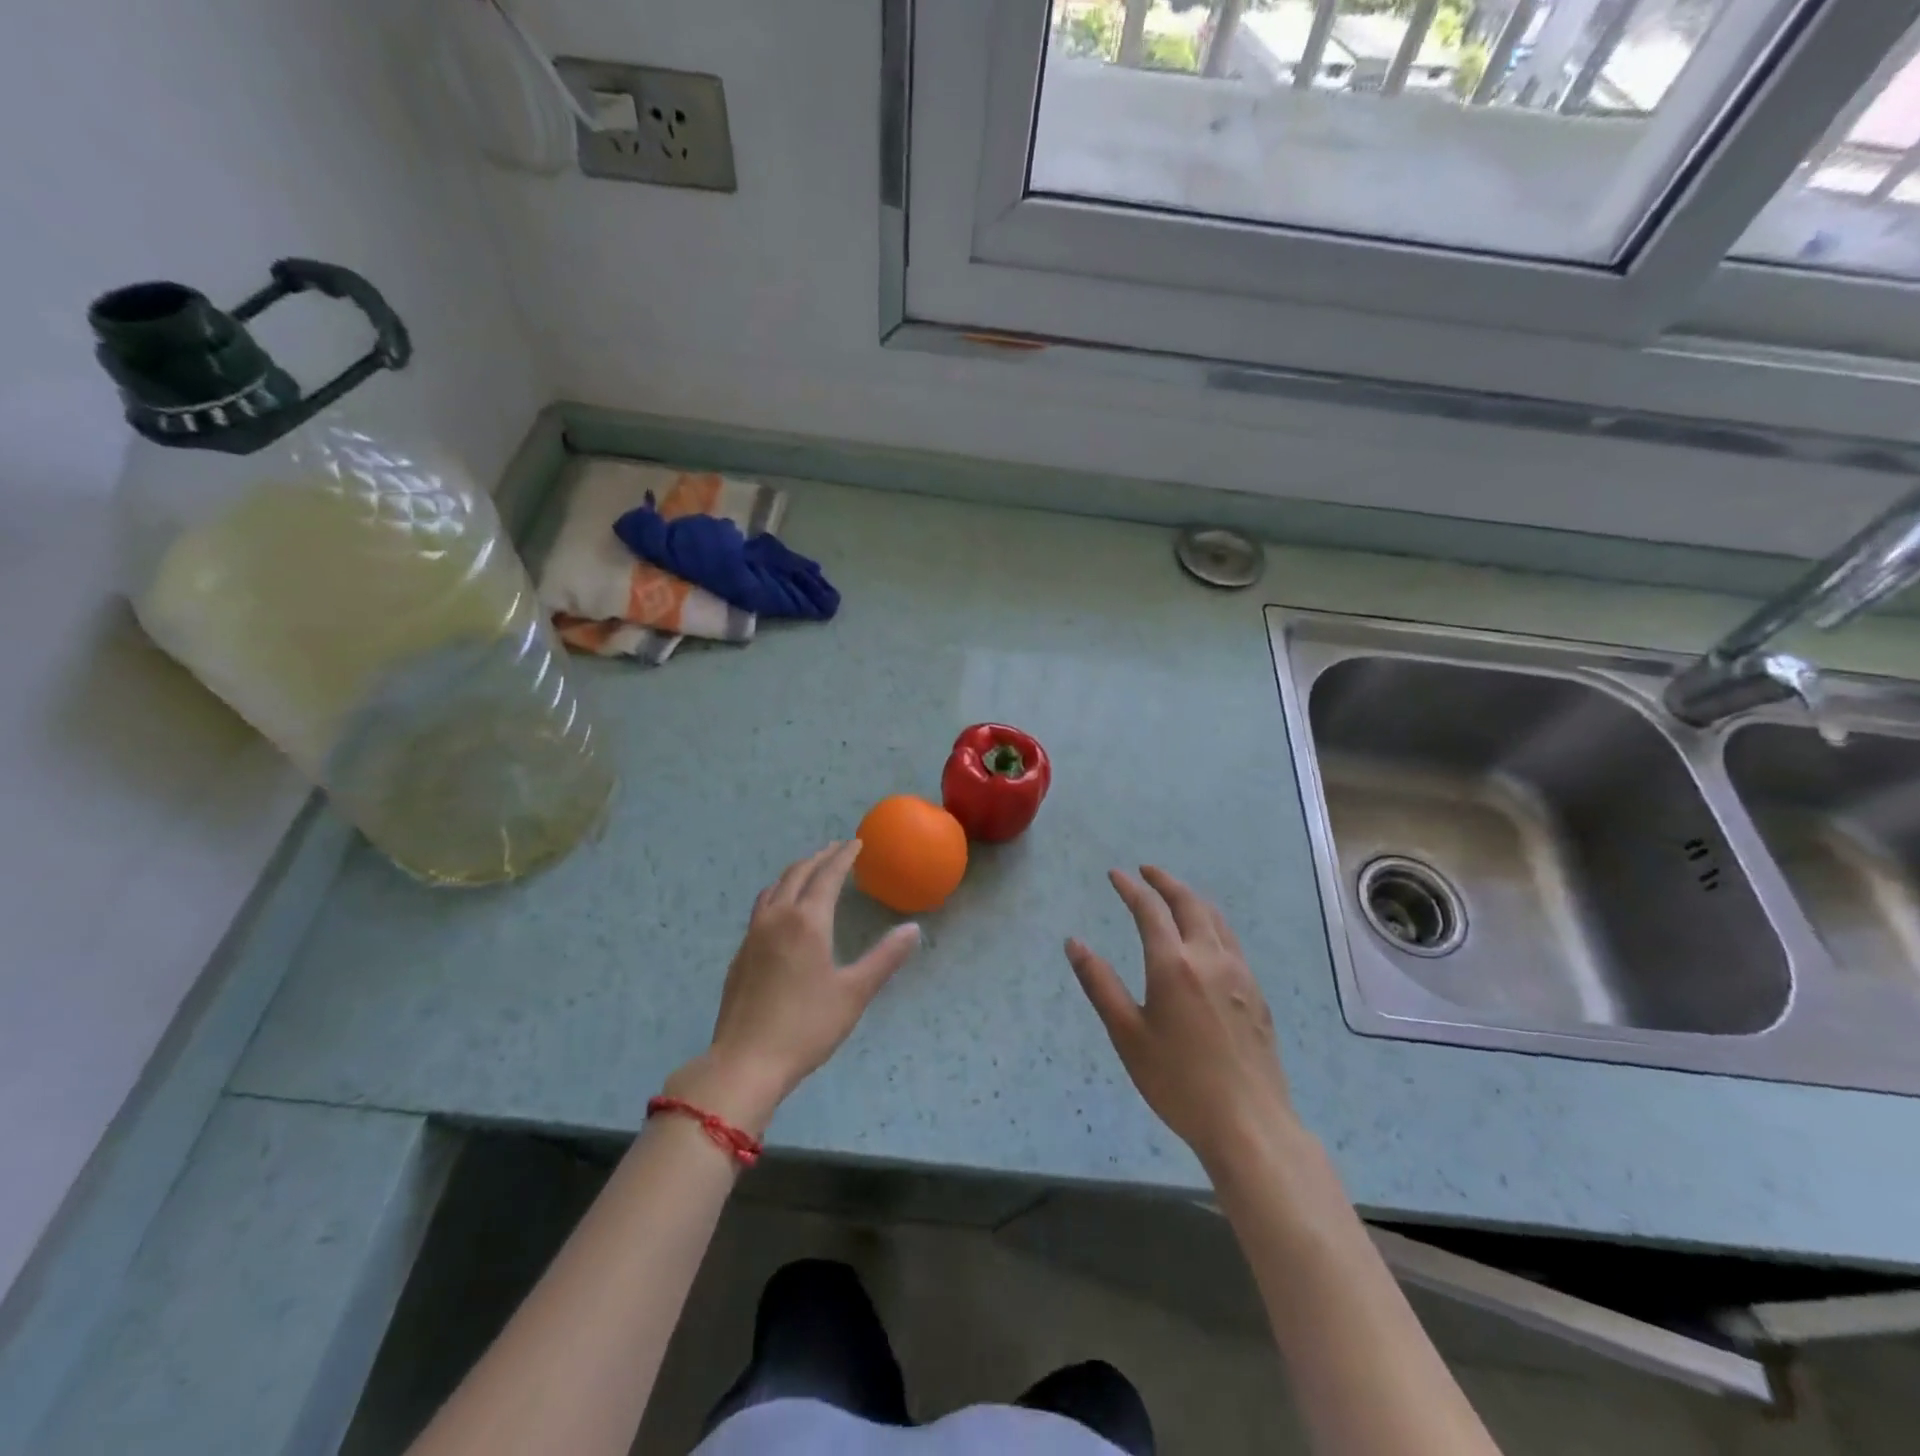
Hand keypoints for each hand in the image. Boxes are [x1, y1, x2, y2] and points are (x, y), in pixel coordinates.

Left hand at [667, 841, 921, 1134]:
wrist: (745, 1062)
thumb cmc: (807, 1027)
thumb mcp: (855, 993)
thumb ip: (885, 958)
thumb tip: (913, 929)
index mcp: (807, 921)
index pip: (828, 876)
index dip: (843, 857)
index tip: (856, 843)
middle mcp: (777, 918)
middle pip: (798, 874)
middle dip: (819, 857)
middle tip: (837, 848)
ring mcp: (753, 935)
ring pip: (775, 888)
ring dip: (795, 872)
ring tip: (810, 869)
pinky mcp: (741, 954)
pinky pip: (761, 907)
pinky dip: (778, 892)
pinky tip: (782, 909)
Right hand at [1066, 867, 1293, 1174]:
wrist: (1249, 1123)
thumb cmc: (1177, 1081)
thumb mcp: (1126, 1034)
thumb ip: (1100, 984)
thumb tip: (1074, 943)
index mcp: (1174, 965)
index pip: (1150, 910)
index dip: (1131, 888)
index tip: (1116, 875)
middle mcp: (1210, 958)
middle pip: (1189, 903)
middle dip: (1165, 882)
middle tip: (1146, 871)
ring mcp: (1239, 975)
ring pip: (1216, 919)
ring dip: (1192, 899)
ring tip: (1175, 896)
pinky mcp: (1257, 994)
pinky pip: (1231, 942)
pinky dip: (1211, 923)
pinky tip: (1206, 939)